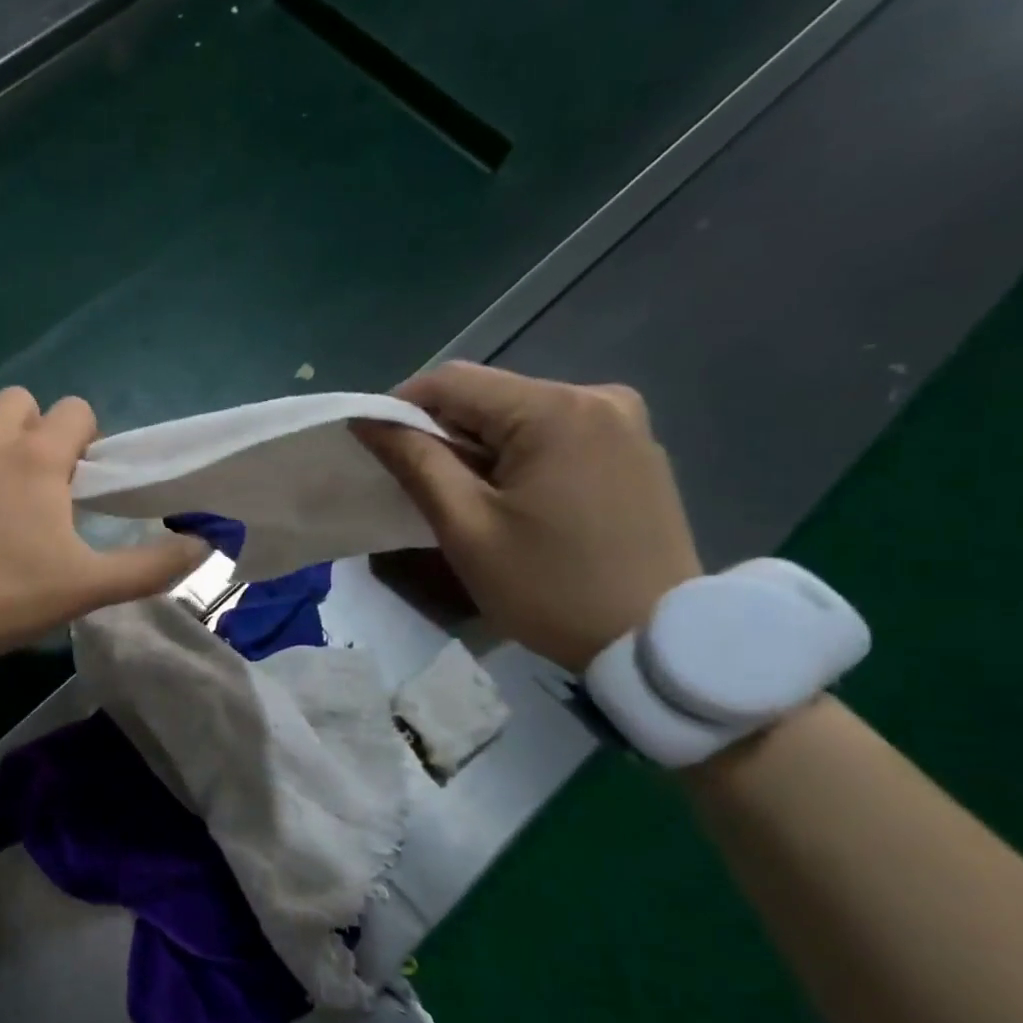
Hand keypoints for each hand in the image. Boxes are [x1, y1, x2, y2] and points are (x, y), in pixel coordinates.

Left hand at [0, 389, 208, 655]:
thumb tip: (207, 543)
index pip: (76, 410)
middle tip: (27, 484)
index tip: (73, 481)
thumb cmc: (3, 595)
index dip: (82, 441)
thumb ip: (150, 566)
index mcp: (38, 456)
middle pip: (23, 402)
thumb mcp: (86, 588)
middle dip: (33, 432)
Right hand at [354, 363, 702, 670]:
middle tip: (421, 488)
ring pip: (519, 414)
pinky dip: (518, 455)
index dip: (401, 407)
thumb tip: (368, 420)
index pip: (452, 381)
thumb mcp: (467, 528)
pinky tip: (515, 501)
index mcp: (555, 409)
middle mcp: (596, 396)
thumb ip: (415, 462)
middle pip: (489, 395)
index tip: (378, 449)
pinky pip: (555, 433)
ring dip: (479, 447)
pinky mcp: (635, 447)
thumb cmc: (549, 588)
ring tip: (468, 501)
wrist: (654, 641)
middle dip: (443, 433)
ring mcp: (623, 420)